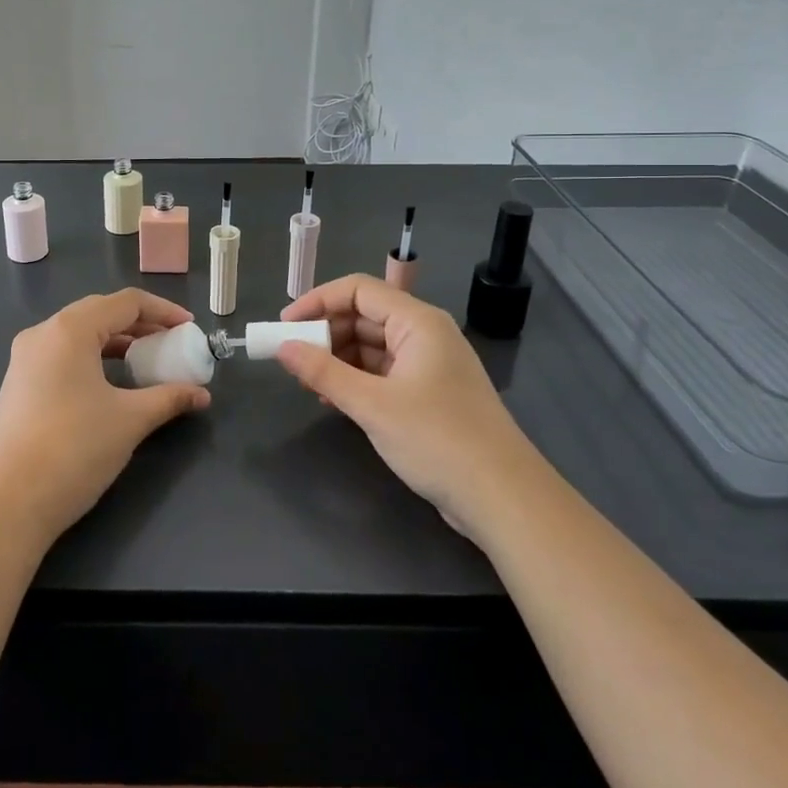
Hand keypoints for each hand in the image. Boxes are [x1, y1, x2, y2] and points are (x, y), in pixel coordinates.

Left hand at [0, 290, 210, 543]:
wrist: (9, 503)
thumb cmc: (75, 449)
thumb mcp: (130, 420)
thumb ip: (169, 398)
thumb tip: (202, 395)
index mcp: (70, 329)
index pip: (125, 303)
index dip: (163, 311)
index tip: (189, 328)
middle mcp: (43, 333)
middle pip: (100, 312)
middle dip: (140, 324)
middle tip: (171, 342)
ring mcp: (25, 358)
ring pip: (79, 334)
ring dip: (116, 341)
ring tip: (146, 360)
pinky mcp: (18, 383)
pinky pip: (63, 354)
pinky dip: (93, 357)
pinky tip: (110, 382)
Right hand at [276, 274, 525, 531]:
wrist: (504, 498)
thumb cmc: (438, 440)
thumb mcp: (373, 405)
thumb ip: (324, 373)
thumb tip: (283, 347)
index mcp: (418, 322)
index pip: (359, 290)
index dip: (318, 301)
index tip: (285, 325)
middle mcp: (424, 334)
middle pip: (364, 316)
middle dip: (325, 333)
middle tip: (292, 359)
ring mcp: (429, 365)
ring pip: (372, 346)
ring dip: (338, 359)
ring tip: (307, 382)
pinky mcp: (429, 394)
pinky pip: (383, 372)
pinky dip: (356, 380)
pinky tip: (332, 399)